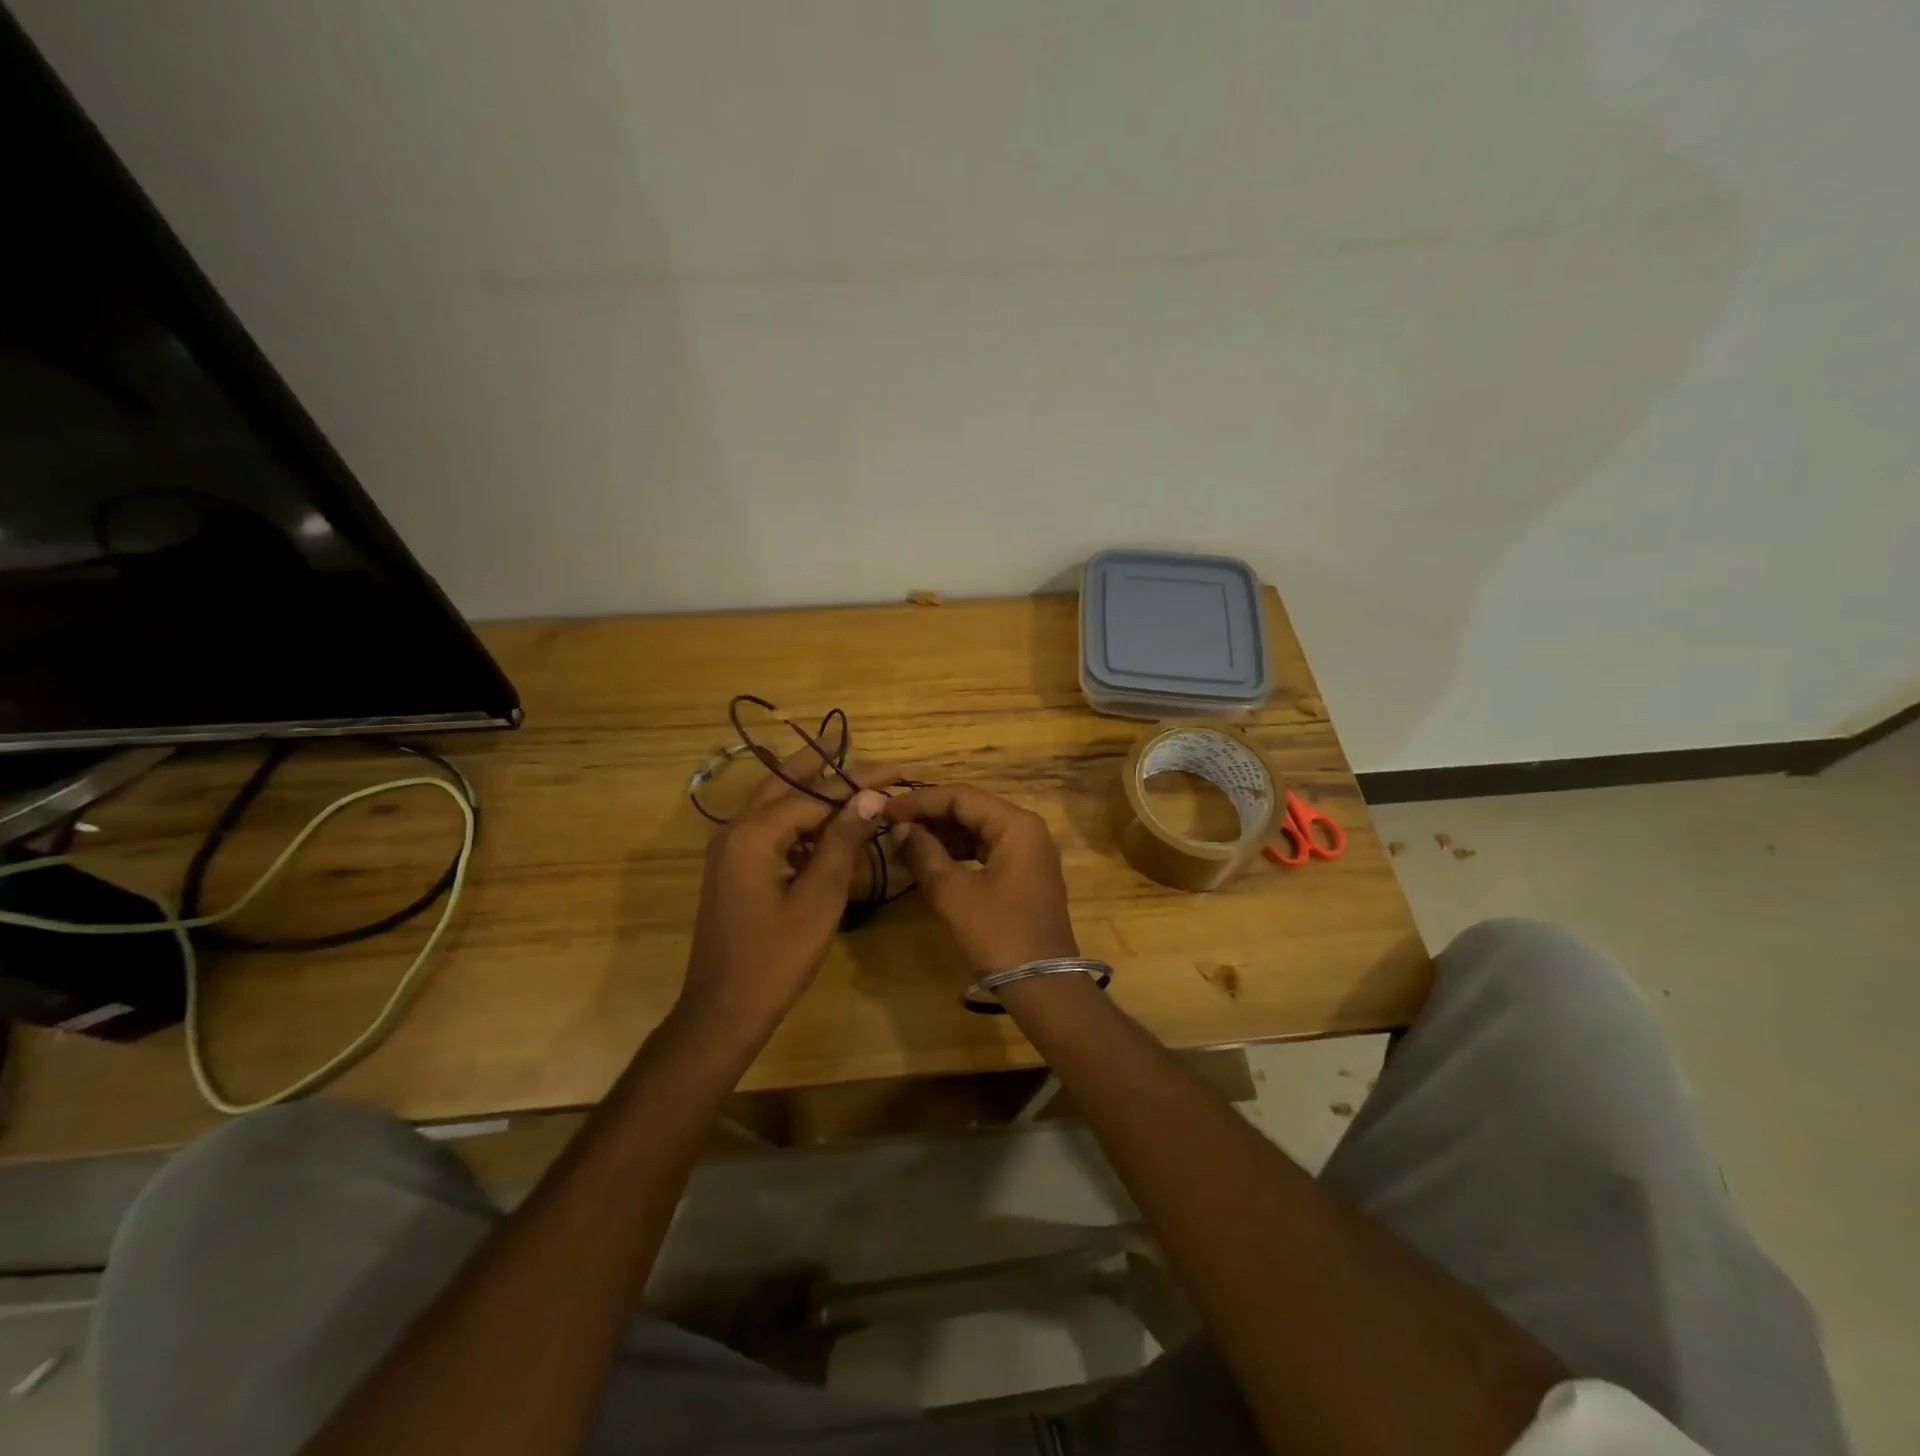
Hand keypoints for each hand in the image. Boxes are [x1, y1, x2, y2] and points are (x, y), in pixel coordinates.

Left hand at [682, 758, 896, 1030]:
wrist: (723, 1010)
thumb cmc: (776, 958)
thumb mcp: (819, 898)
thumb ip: (843, 841)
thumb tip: (870, 796)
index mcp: (755, 833)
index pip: (816, 793)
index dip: (859, 782)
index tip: (898, 771)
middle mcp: (735, 830)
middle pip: (785, 782)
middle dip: (823, 765)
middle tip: (860, 749)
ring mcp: (729, 849)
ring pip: (773, 802)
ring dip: (809, 789)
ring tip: (849, 779)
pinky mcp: (732, 867)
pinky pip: (768, 827)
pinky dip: (797, 817)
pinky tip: (825, 826)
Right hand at [882, 783, 1078, 973]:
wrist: (1043, 986)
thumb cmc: (998, 934)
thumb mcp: (954, 893)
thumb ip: (924, 854)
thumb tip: (900, 828)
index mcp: (1016, 824)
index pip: (960, 796)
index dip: (919, 801)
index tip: (884, 810)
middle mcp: (1026, 829)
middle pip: (970, 809)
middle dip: (929, 816)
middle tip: (890, 825)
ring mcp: (1028, 853)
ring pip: (977, 831)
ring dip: (941, 835)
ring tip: (902, 842)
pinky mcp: (1023, 876)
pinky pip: (985, 851)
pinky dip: (957, 854)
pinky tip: (928, 862)